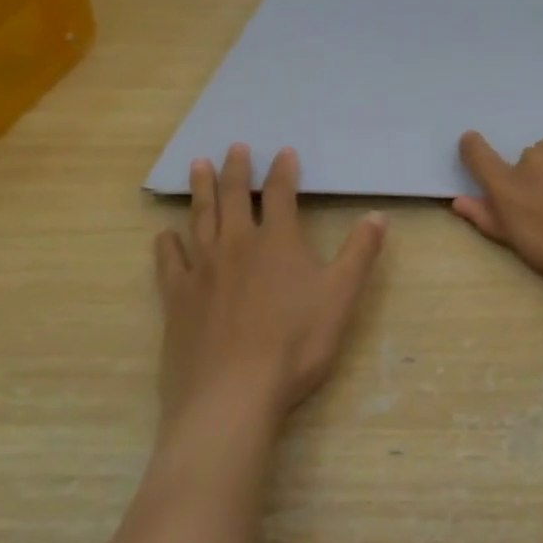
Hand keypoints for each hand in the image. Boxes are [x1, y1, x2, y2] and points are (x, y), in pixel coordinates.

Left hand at [154, 144, 385, 428]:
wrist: (232, 394)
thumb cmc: (295, 345)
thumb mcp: (341, 297)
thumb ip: (360, 253)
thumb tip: (378, 215)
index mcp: (277, 242)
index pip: (282, 195)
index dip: (284, 171)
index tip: (284, 152)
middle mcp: (236, 246)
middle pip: (235, 198)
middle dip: (237, 170)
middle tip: (234, 147)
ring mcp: (202, 271)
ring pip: (200, 219)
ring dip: (201, 191)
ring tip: (197, 166)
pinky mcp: (177, 299)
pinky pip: (169, 263)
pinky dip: (167, 245)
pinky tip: (164, 235)